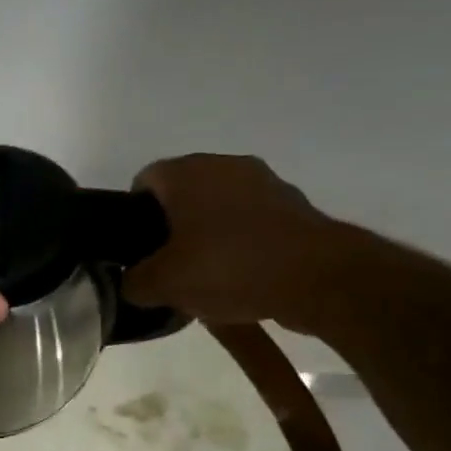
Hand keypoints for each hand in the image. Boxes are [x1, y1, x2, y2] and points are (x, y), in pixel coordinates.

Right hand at [123, 154, 346, 327]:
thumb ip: (134, 282)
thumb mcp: (162, 285)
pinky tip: (239, 279)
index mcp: (187, 173)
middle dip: (170, 227)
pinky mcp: (294, 206)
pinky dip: (239, 245)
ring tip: (202, 277)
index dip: (132, 214)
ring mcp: (264, 183)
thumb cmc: (228, 267)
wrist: (319, 278)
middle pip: (182, 194)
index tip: (136, 248)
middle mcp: (225, 165)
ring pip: (218, 208)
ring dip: (206, 236)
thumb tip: (132, 282)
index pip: (144, 180)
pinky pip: (251, 223)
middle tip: (165, 266)